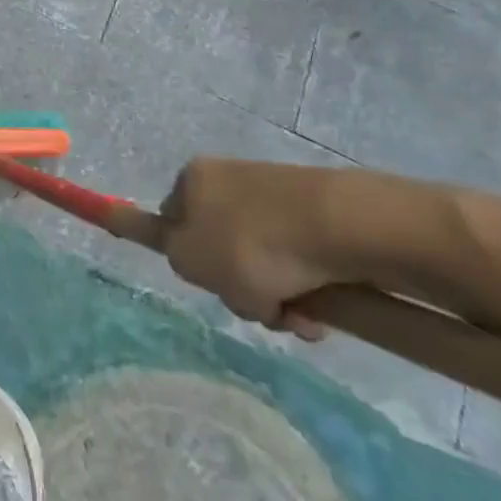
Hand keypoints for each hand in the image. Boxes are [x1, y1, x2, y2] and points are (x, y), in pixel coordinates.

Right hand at [157, 158, 353, 339]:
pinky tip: (317, 314)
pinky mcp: (313, 214)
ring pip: (263, 262)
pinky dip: (304, 289)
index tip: (208, 282)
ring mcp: (273, 197)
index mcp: (192, 181)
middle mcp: (228, 181)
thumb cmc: (245, 245)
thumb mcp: (186, 256)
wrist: (331, 229)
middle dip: (238, 289)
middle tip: (253, 308)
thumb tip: (178, 243)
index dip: (187, 257)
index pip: (172, 221)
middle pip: (222, 249)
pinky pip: (298, 261)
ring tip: (296, 320)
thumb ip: (169, 250)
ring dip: (275, 298)